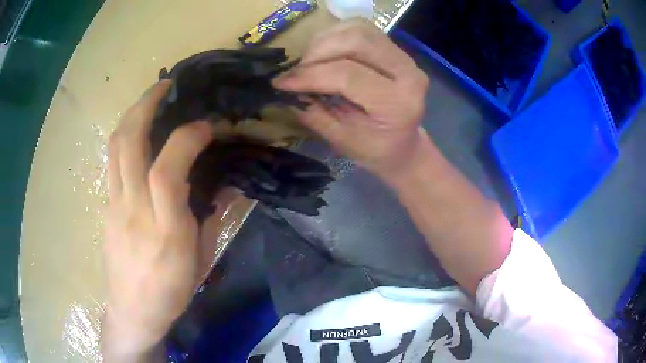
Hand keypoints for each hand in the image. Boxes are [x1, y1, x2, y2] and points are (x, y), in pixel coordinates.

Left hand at [102, 81, 215, 360]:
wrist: (133, 310)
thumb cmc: (171, 290)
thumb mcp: (202, 259)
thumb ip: (213, 216)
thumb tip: (230, 181)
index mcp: (165, 230)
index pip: (166, 170)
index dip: (186, 138)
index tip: (206, 126)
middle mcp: (133, 210)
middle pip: (128, 143)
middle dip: (146, 105)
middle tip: (166, 86)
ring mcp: (114, 205)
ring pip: (115, 147)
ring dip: (132, 115)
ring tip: (150, 100)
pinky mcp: (106, 206)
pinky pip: (112, 161)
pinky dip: (126, 137)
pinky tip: (139, 135)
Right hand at [273, 20, 429, 178]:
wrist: (404, 144)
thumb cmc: (376, 149)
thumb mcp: (343, 141)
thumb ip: (315, 114)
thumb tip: (287, 91)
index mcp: (398, 102)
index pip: (348, 75)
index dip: (310, 75)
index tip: (281, 83)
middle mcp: (408, 72)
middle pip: (356, 41)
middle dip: (317, 52)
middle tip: (298, 71)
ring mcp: (404, 56)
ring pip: (358, 29)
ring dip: (326, 41)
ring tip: (310, 62)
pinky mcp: (396, 49)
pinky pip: (362, 28)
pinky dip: (336, 35)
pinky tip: (325, 52)